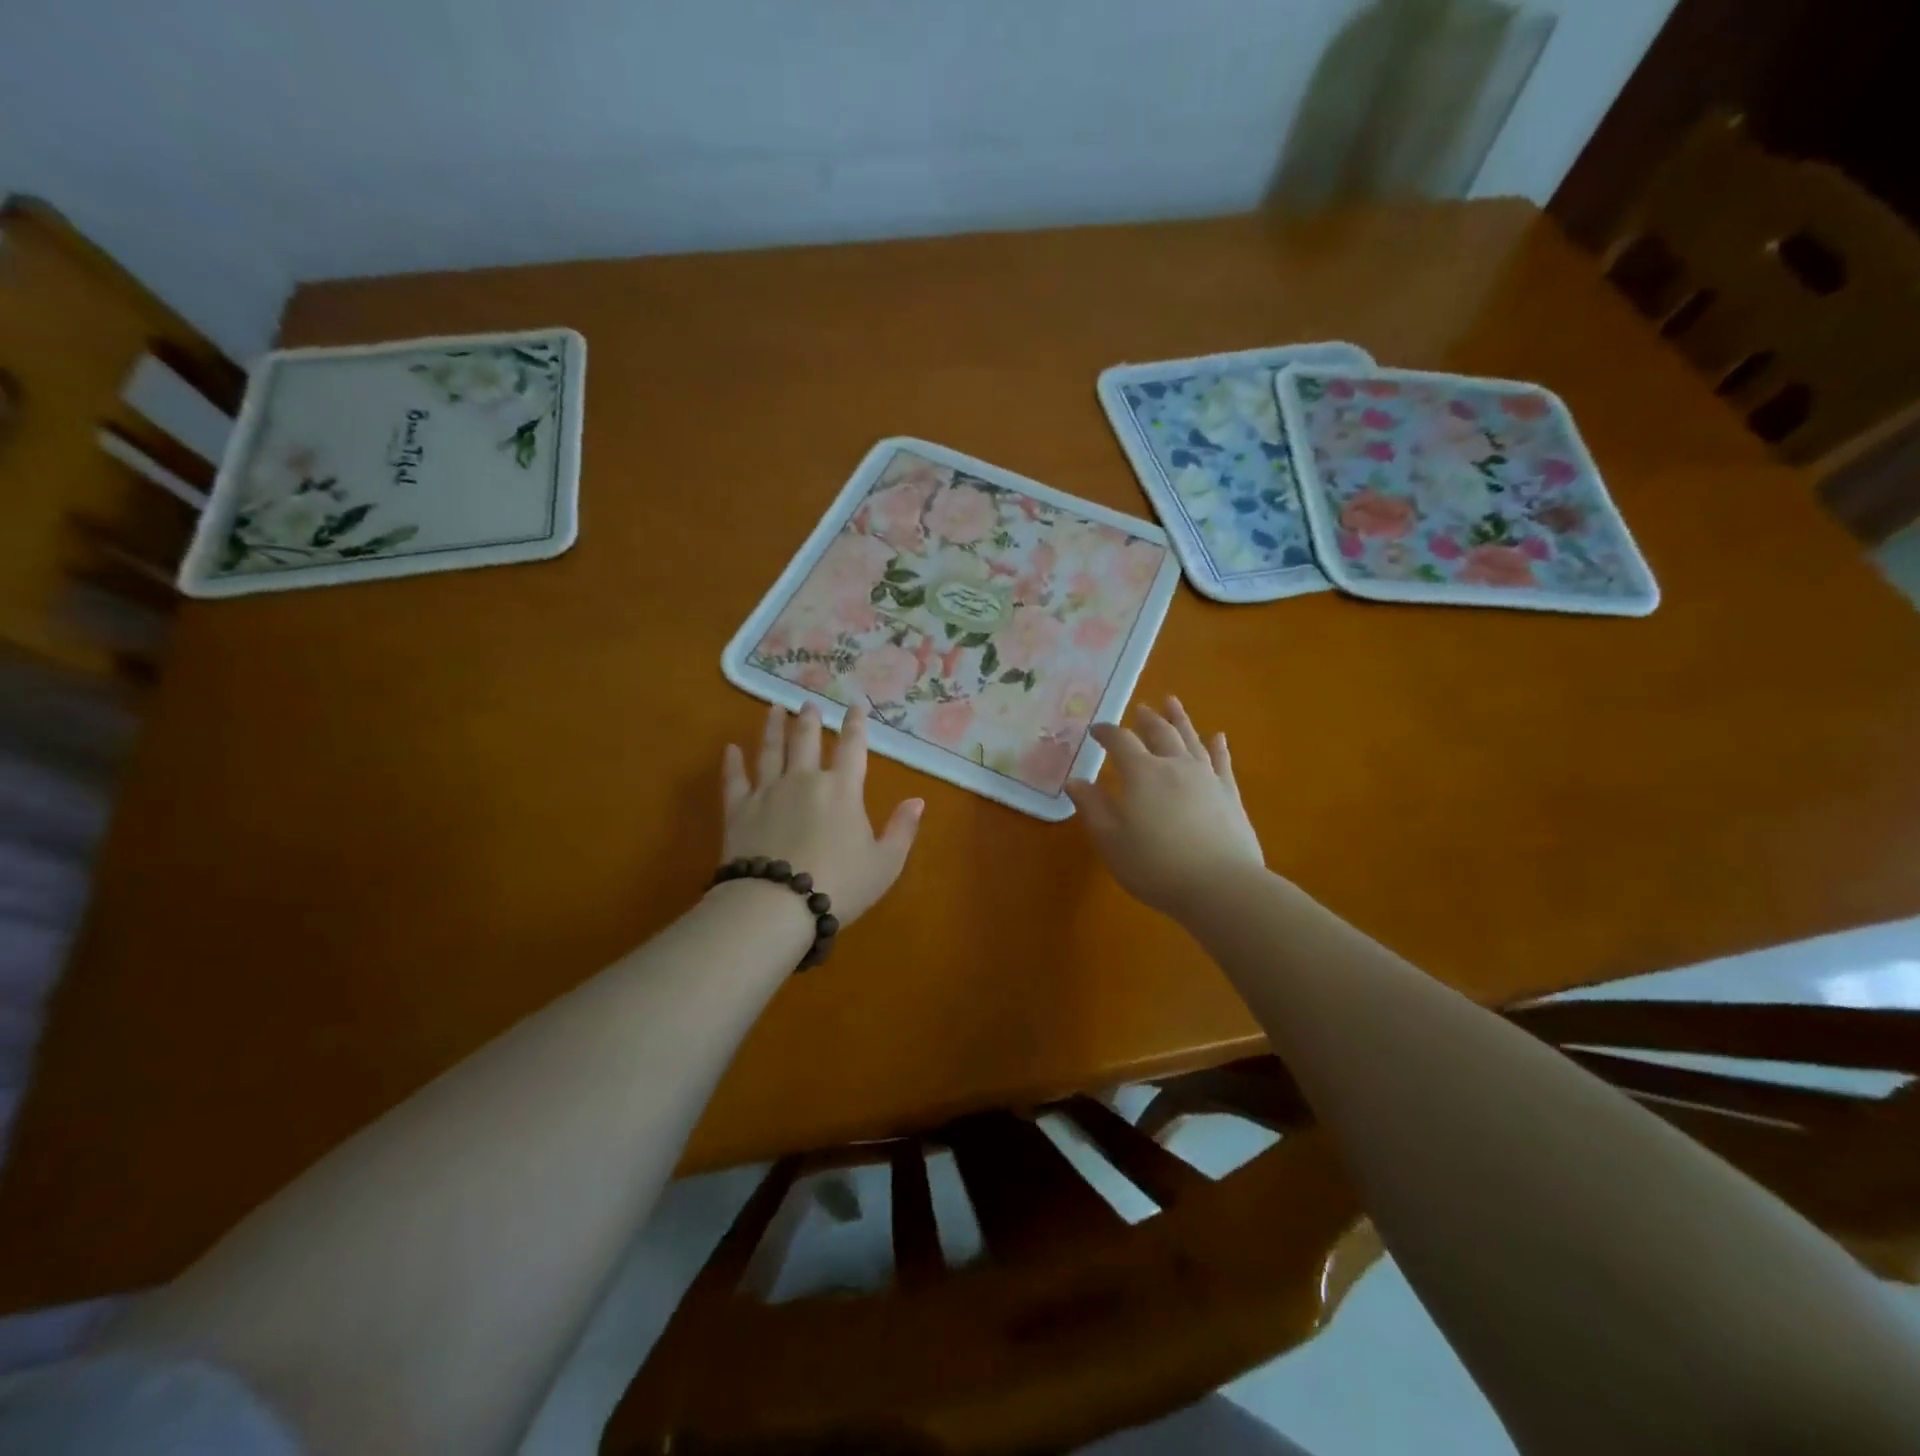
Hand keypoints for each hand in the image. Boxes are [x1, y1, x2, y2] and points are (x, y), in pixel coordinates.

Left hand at [720, 701, 923, 927]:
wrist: (776, 905)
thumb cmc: (839, 885)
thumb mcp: (885, 863)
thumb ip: (902, 829)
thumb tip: (918, 800)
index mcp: (842, 790)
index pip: (852, 748)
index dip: (855, 725)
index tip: (854, 706)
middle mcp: (804, 780)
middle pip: (807, 740)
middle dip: (810, 719)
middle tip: (808, 703)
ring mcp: (768, 791)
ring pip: (770, 750)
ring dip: (774, 728)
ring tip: (774, 709)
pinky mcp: (739, 810)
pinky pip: (734, 779)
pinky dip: (732, 762)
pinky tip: (730, 749)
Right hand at [1065, 697, 1263, 918]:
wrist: (1221, 886)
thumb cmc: (1155, 865)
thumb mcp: (1111, 840)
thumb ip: (1092, 807)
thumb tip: (1075, 781)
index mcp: (1142, 774)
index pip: (1121, 742)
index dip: (1107, 733)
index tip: (1096, 730)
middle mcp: (1175, 766)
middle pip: (1160, 733)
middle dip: (1147, 719)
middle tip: (1140, 708)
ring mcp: (1206, 778)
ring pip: (1191, 740)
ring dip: (1180, 720)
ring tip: (1172, 703)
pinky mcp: (1229, 795)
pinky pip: (1222, 762)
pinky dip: (1217, 747)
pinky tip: (1218, 737)